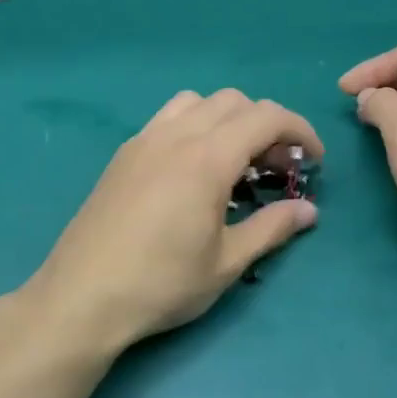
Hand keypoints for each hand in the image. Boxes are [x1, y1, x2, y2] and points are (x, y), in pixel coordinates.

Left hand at [15, 90, 322, 358]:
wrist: (82, 296)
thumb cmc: (161, 284)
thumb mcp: (226, 263)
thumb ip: (271, 228)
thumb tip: (309, 211)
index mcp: (207, 158)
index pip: (266, 117)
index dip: (299, 130)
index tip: (314, 160)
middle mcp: (176, 135)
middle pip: (234, 101)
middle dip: (266, 125)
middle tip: (277, 168)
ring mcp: (144, 140)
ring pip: (197, 102)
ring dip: (227, 119)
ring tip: (234, 161)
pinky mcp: (123, 154)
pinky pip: (168, 118)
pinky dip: (194, 126)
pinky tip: (192, 170)